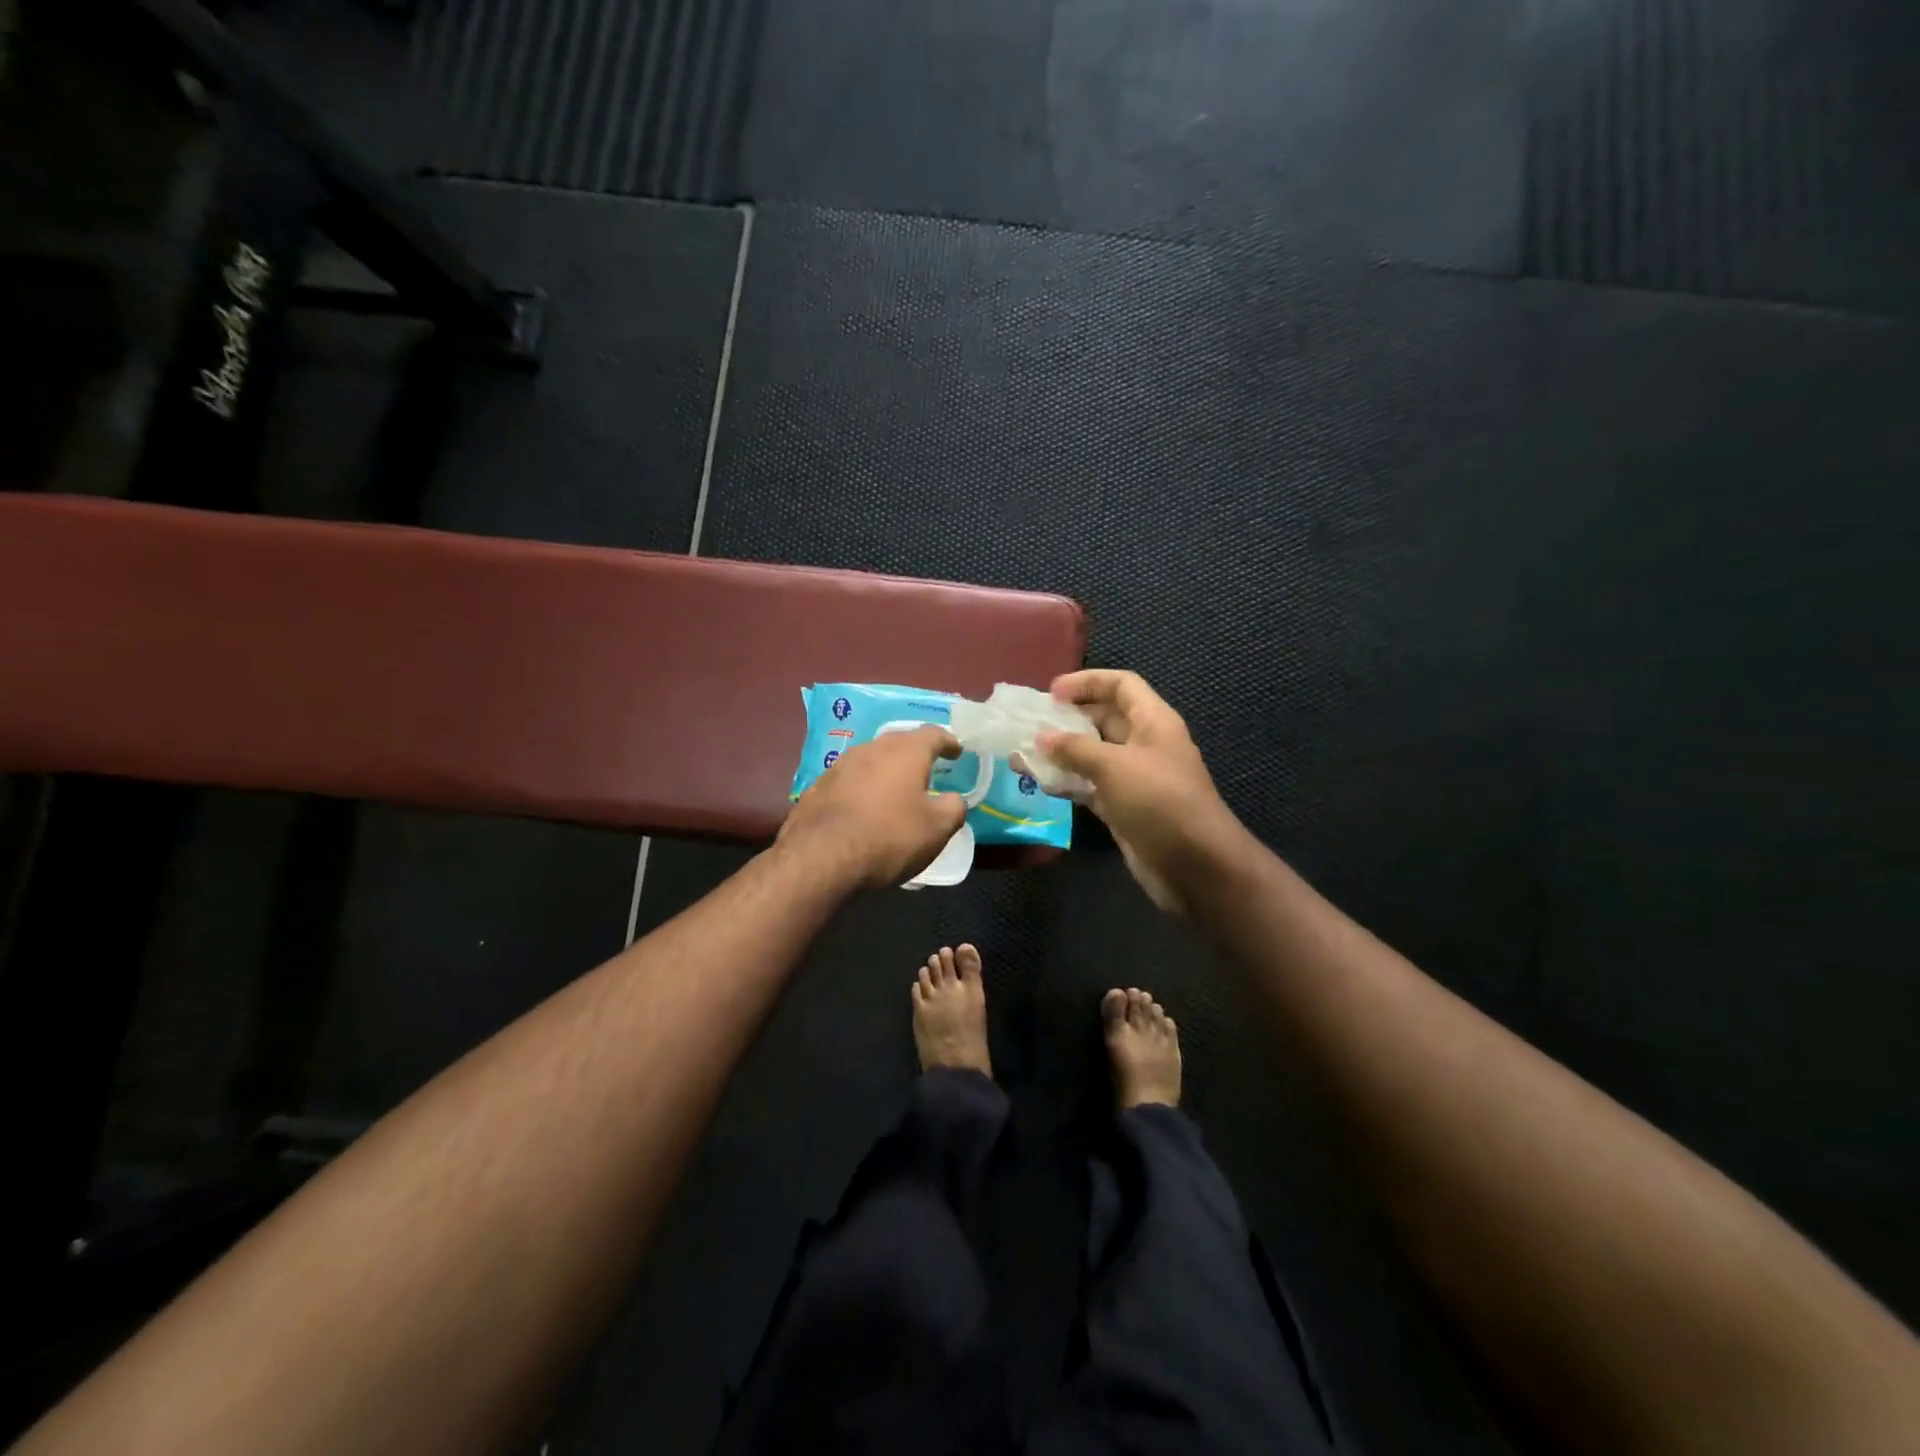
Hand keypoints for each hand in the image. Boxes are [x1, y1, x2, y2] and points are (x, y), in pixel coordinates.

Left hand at [779, 726, 966, 887]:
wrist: (820, 859)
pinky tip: (864, 806)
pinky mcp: (817, 787)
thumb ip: (953, 808)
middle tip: (928, 767)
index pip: (933, 734)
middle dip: (916, 752)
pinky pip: (849, 780)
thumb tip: (954, 799)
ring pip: (871, 759)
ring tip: (896, 787)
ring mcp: (840, 766)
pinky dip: (862, 787)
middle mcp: (871, 749)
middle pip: (899, 742)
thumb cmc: (889, 838)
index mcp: (905, 752)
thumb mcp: (937, 829)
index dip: (948, 741)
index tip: (956, 751)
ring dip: (886, 769)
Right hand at [1037, 670, 1243, 913]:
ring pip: (1093, 755)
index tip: (1051, 692)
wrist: (1194, 865)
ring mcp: (1134, 778)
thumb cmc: (1158, 801)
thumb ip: (1075, 748)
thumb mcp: (1114, 766)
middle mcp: (1144, 744)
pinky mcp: (1123, 808)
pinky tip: (1039, 783)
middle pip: (1104, 718)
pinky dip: (1067, 782)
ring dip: (1062, 753)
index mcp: (1152, 721)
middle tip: (1030, 723)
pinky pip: (1090, 786)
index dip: (1087, 682)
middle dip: (1068, 718)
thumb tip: (1042, 737)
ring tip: (1024, 752)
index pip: (1121, 685)